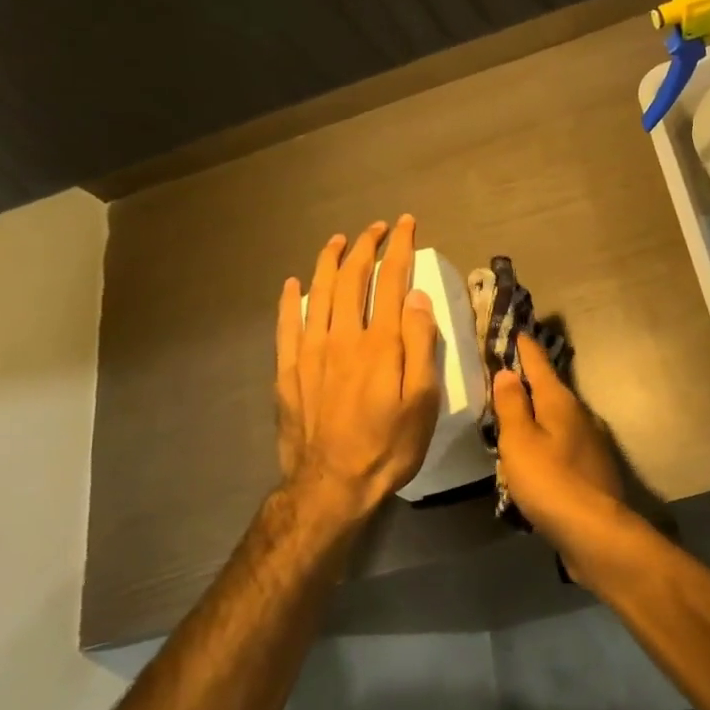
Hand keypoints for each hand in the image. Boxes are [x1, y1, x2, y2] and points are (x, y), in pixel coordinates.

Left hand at [275, 217, 441, 522]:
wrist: (331, 485)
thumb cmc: (389, 445)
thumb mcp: (423, 401)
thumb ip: (421, 345)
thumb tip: (417, 297)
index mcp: (381, 343)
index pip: (391, 281)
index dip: (400, 249)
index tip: (407, 225)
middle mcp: (343, 337)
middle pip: (352, 279)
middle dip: (365, 247)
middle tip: (376, 228)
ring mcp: (310, 352)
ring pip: (318, 293)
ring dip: (329, 261)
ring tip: (338, 241)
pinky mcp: (288, 370)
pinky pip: (286, 324)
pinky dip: (290, 299)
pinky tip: (293, 284)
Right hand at [490, 341, 627, 554]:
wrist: (595, 532)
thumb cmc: (550, 481)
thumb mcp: (520, 441)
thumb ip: (512, 406)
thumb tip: (508, 372)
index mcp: (561, 403)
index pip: (540, 365)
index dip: (526, 349)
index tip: (518, 331)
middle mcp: (581, 416)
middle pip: (552, 390)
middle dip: (532, 380)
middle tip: (509, 371)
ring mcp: (590, 444)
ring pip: (559, 419)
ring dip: (539, 412)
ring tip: (517, 412)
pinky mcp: (592, 470)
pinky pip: (563, 444)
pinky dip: (547, 440)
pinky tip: (536, 454)